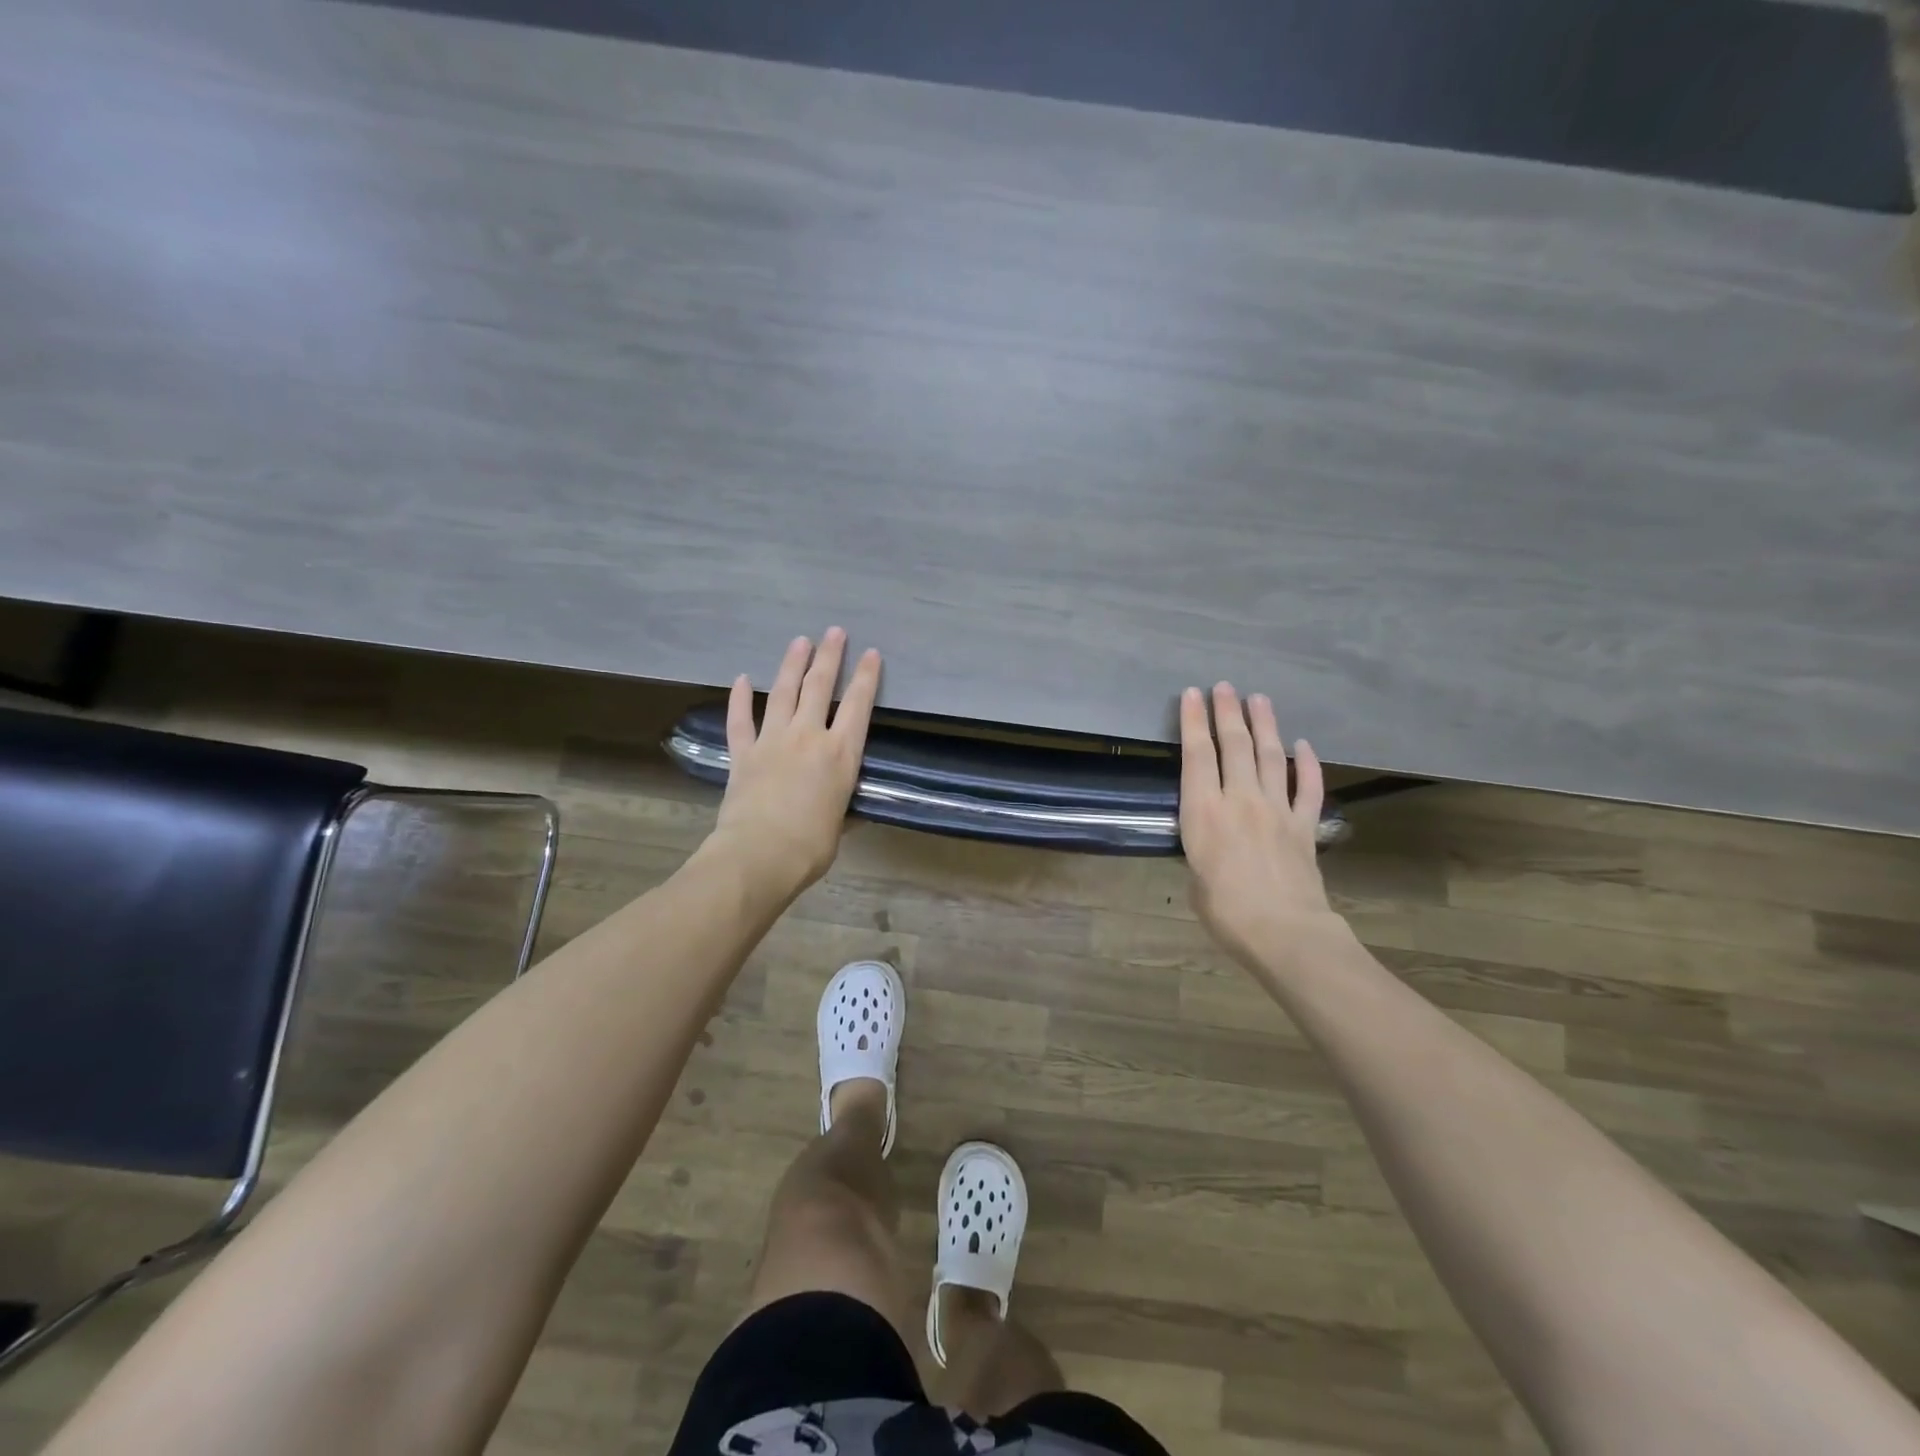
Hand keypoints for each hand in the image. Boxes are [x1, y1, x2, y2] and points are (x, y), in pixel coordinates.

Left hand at [705, 628, 881, 899]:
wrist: (759, 855)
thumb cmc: (810, 847)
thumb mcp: (840, 825)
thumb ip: (842, 807)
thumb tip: (845, 809)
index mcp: (840, 754)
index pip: (859, 706)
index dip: (866, 677)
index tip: (871, 654)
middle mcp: (808, 737)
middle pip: (820, 686)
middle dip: (829, 656)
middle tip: (834, 632)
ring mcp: (773, 741)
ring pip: (784, 693)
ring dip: (792, 664)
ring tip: (800, 641)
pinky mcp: (743, 753)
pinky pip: (740, 720)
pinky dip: (740, 699)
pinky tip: (742, 678)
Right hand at [1179, 682, 1334, 968]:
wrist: (1283, 931)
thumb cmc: (1226, 911)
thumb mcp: (1196, 878)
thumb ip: (1203, 849)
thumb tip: (1213, 844)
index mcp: (1203, 812)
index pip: (1197, 755)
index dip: (1193, 722)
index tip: (1192, 695)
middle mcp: (1239, 800)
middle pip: (1234, 745)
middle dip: (1227, 712)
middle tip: (1224, 687)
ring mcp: (1276, 809)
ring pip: (1269, 756)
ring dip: (1264, 725)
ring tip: (1259, 698)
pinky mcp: (1304, 825)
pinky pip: (1307, 788)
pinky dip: (1307, 764)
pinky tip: (1304, 746)